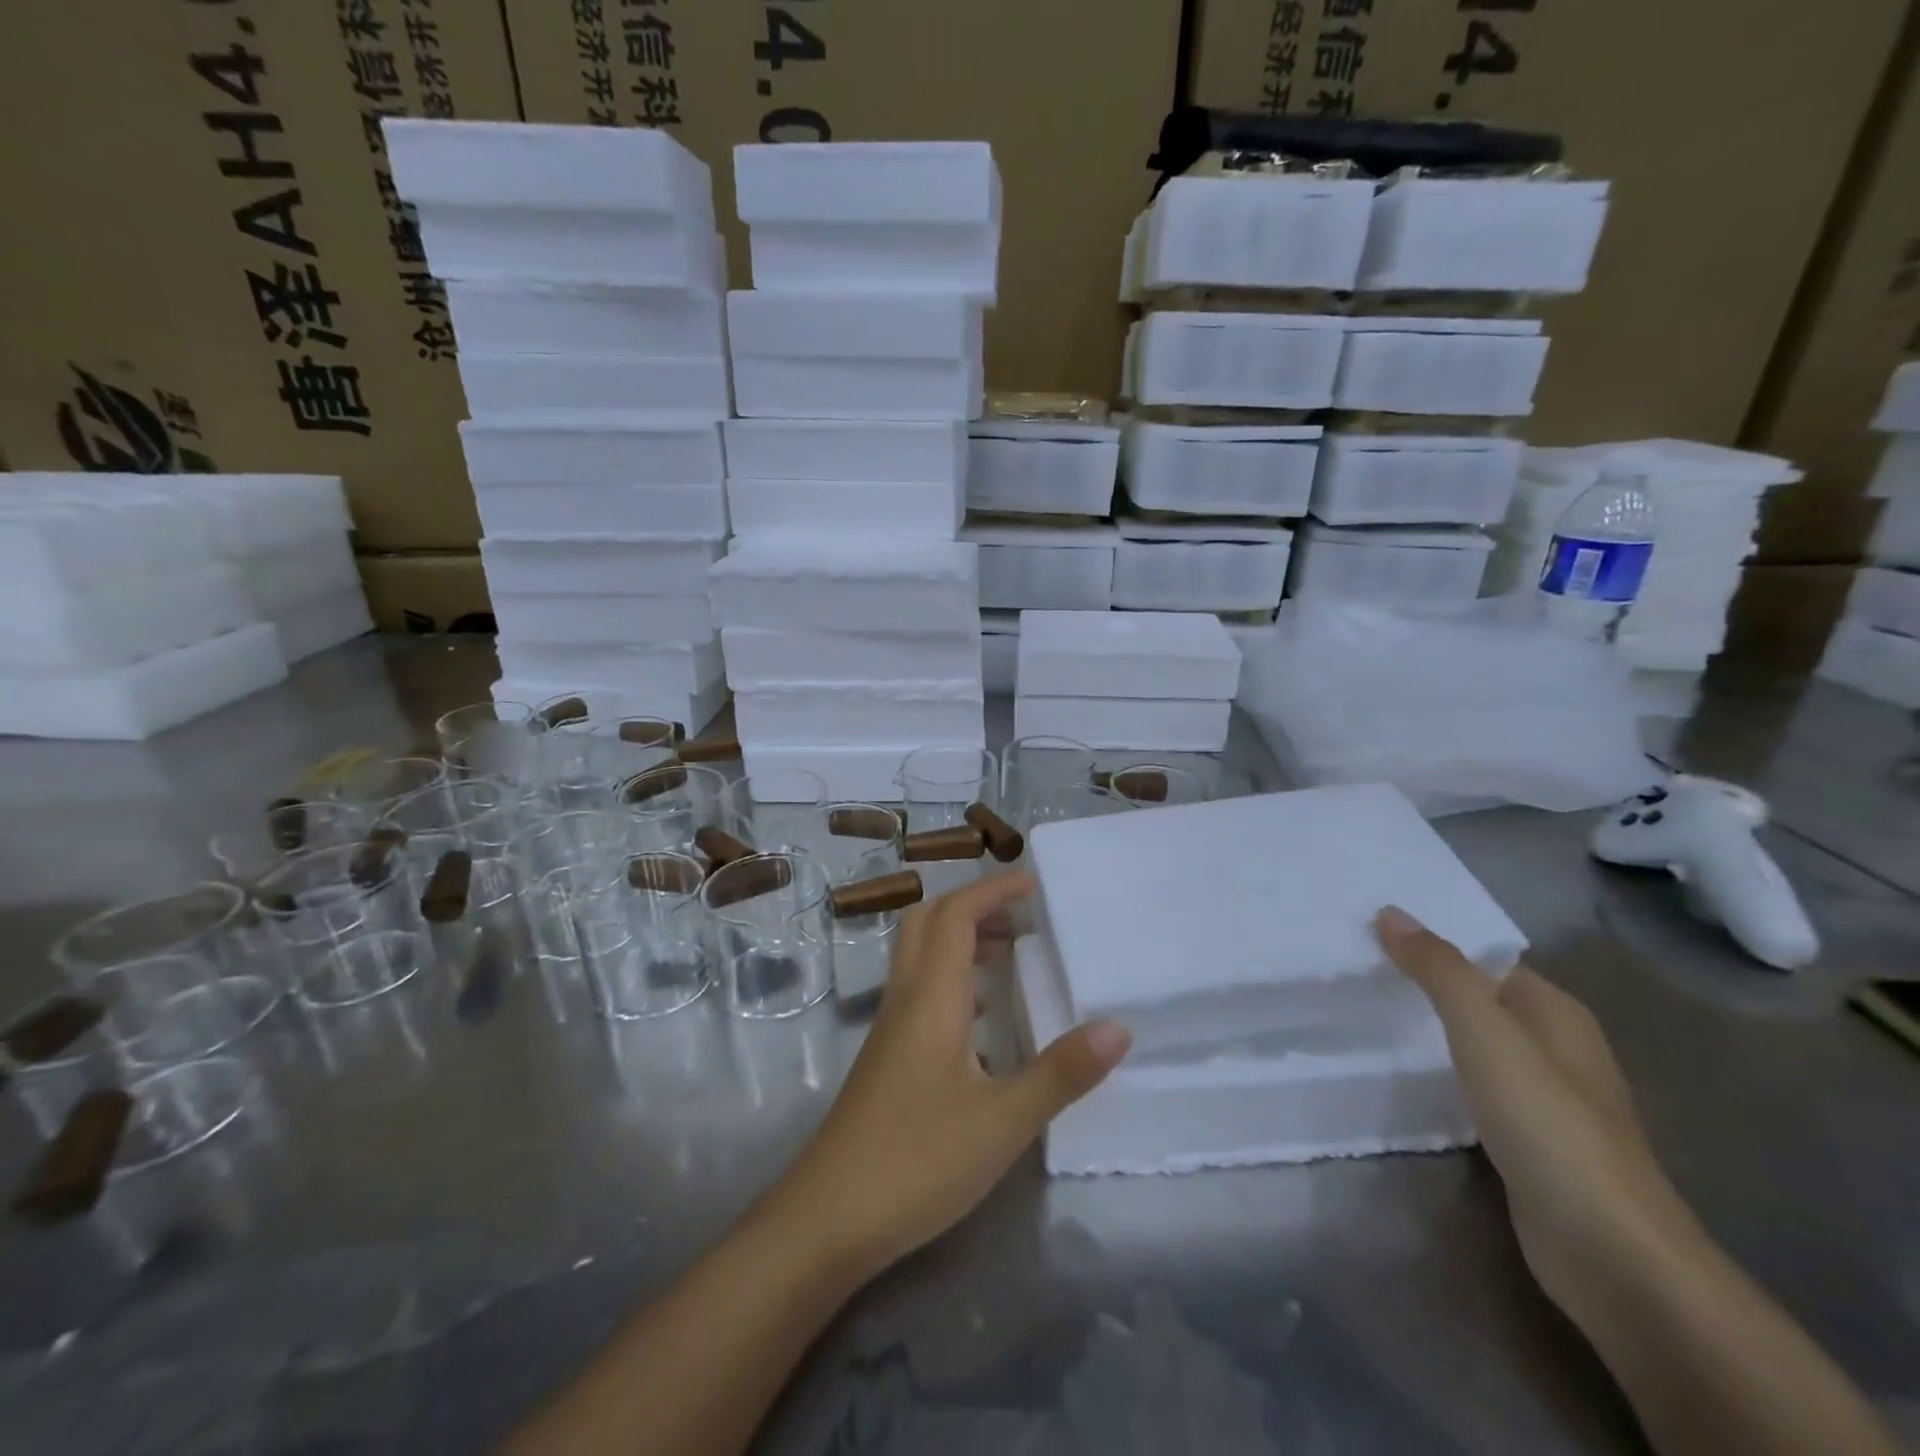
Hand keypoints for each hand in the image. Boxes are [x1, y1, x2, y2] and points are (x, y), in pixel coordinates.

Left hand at [767, 871, 1130, 1284]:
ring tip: (1009, 955)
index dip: (992, 890)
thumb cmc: (917, 1160)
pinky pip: (920, 992)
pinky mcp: (887, 1059)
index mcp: (931, 997)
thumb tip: (1118, 1027)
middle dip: (973, 906)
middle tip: (1020, 916)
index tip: (1033, 883)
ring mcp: (890, 1029)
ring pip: (921, 957)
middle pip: (928, 923)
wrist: (827, 1219)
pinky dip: (952, 979)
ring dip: (960, 940)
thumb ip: (1061, 1072)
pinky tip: (982, 1018)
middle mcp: (905, 999)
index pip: (956, 915)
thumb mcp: (1003, 1121)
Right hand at [1374, 906, 1696, 1323]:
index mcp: (1556, 1011)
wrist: (1610, 1253)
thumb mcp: (1485, 1031)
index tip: (1368, 933)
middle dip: (1423, 983)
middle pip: (1478, 998)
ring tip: (1365, 1011)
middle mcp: (1555, 1046)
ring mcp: (1544, 1098)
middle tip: (1354, 968)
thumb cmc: (1548, 1123)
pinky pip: (1473, 1085)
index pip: (1484, 958)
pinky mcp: (1527, 1140)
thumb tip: (1391, 913)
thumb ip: (1439, 970)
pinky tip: (1401, 1074)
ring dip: (1427, 1029)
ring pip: (1474, 1043)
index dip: (1432, 943)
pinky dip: (1438, 1072)